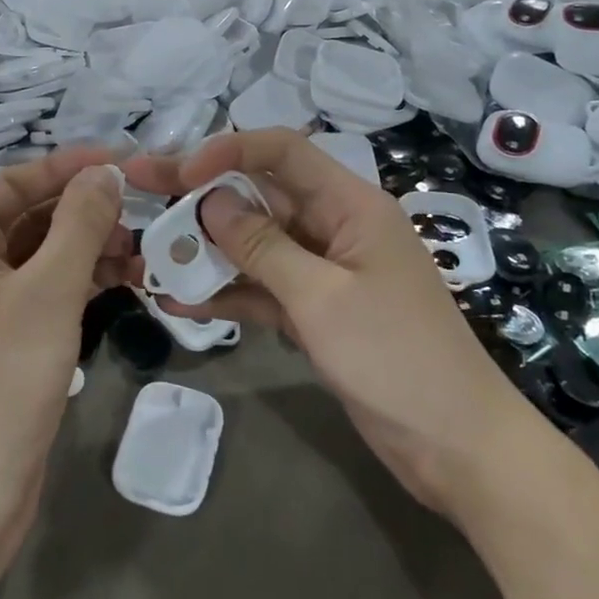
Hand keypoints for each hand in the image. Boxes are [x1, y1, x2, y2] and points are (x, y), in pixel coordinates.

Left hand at [0, 148, 139, 546]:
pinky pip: (48, 299)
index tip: (120, 162)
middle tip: (140, 216)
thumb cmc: (0, 378)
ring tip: (143, 256)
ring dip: (90, 251)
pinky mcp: (7, 350)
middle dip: (85, 213)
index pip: (15, 183)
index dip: (65, 167)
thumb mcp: (49, 289)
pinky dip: (83, 288)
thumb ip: (80, 222)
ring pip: (44, 261)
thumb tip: (106, 172)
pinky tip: (126, 288)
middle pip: (31, 221)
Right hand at [123, 129, 521, 510]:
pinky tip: (181, 301)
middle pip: (260, 194)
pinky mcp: (316, 310)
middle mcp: (334, 225)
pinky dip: (227, 291)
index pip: (283, 151)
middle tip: (141, 188)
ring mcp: (324, 270)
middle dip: (201, 193)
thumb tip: (210, 202)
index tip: (180, 172)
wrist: (457, 448)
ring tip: (150, 253)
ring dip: (207, 247)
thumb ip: (262, 247)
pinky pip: (262, 287)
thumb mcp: (322, 298)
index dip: (228, 150)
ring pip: (255, 242)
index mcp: (350, 204)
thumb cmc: (397, 360)